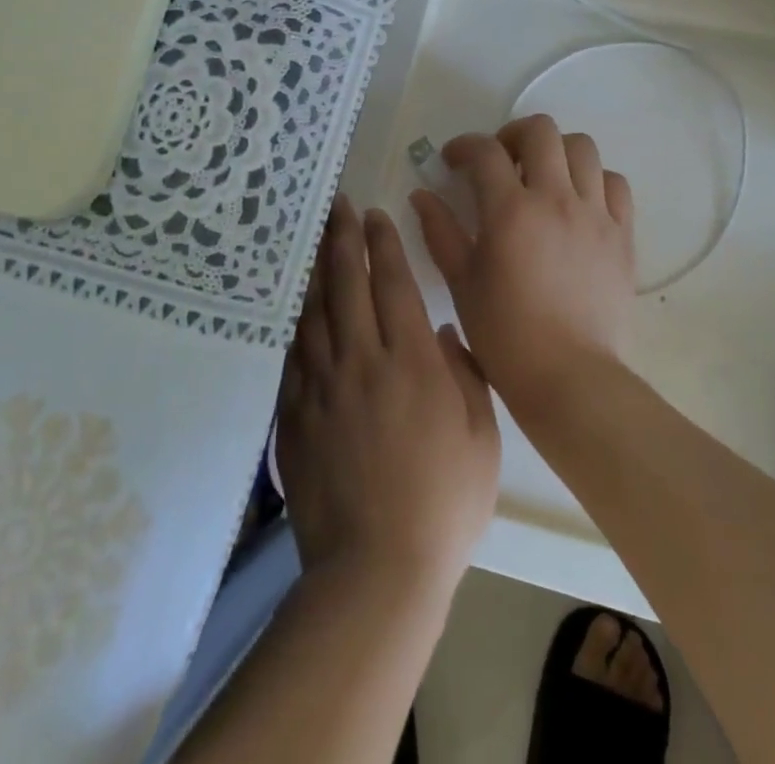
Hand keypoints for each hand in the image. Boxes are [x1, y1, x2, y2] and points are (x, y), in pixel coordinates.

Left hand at [278, 196, 500, 595]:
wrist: (376, 569)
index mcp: (411, 362)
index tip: (376, 214)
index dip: (384, 245)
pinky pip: (293, 356)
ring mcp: (322, 388)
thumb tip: (443, 333)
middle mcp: (362, 362)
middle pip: (347, 285)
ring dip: (316, 270)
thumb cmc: (443, 502)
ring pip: (315, 312)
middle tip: (338, 205)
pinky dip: (296, 323)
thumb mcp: (480, 437)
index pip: (393, 284)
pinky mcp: (295, 417)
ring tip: (315, 239)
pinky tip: (297, 307)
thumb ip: (464, 375)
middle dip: (343, 239)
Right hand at [411, 115, 636, 419]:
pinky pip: (615, 184)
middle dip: (513, 134)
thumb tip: (421, 195)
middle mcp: (556, 199)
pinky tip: (579, 201)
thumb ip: (440, 232)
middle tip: (500, 160)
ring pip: (583, 148)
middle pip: (542, 131)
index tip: (452, 160)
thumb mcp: (462, 283)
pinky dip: (594, 180)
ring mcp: (595, 214)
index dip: (464, 146)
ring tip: (542, 176)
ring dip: (556, 151)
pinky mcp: (623, 234)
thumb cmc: (506, 335)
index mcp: (511, 210)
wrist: (570, 377)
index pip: (485, 152)